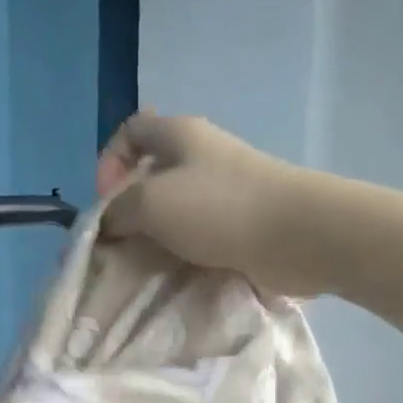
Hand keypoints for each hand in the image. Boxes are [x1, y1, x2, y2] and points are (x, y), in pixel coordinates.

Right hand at [97, 111, 323, 296]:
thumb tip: (108, 223)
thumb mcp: (150, 202)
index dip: (110, 161)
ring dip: (156, 236)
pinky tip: (176, 272)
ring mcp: (225, 191)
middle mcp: (202, 156)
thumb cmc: (218, 207)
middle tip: (121, 241)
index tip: (106, 200)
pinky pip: (199, 234)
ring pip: (175, 209)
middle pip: (151, 174)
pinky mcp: (241, 224)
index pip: (132, 130)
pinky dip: (183, 252)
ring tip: (146, 263)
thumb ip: (117, 210)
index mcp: (180, 134)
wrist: (297, 236)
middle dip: (130, 208)